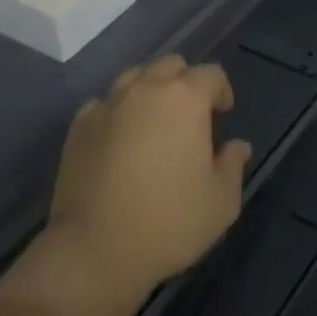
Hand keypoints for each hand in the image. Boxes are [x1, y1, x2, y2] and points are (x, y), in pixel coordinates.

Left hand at [44, 56, 250, 313]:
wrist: (94, 250)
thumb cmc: (168, 223)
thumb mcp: (221, 203)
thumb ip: (233, 165)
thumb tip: (237, 145)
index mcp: (185, 98)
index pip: (211, 74)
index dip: (221, 90)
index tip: (223, 114)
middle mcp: (146, 88)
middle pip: (171, 65)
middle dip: (186, 82)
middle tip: (191, 115)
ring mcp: (109, 103)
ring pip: (135, 76)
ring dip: (150, 90)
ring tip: (154, 121)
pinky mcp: (80, 124)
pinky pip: (105, 103)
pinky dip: (118, 111)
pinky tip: (120, 138)